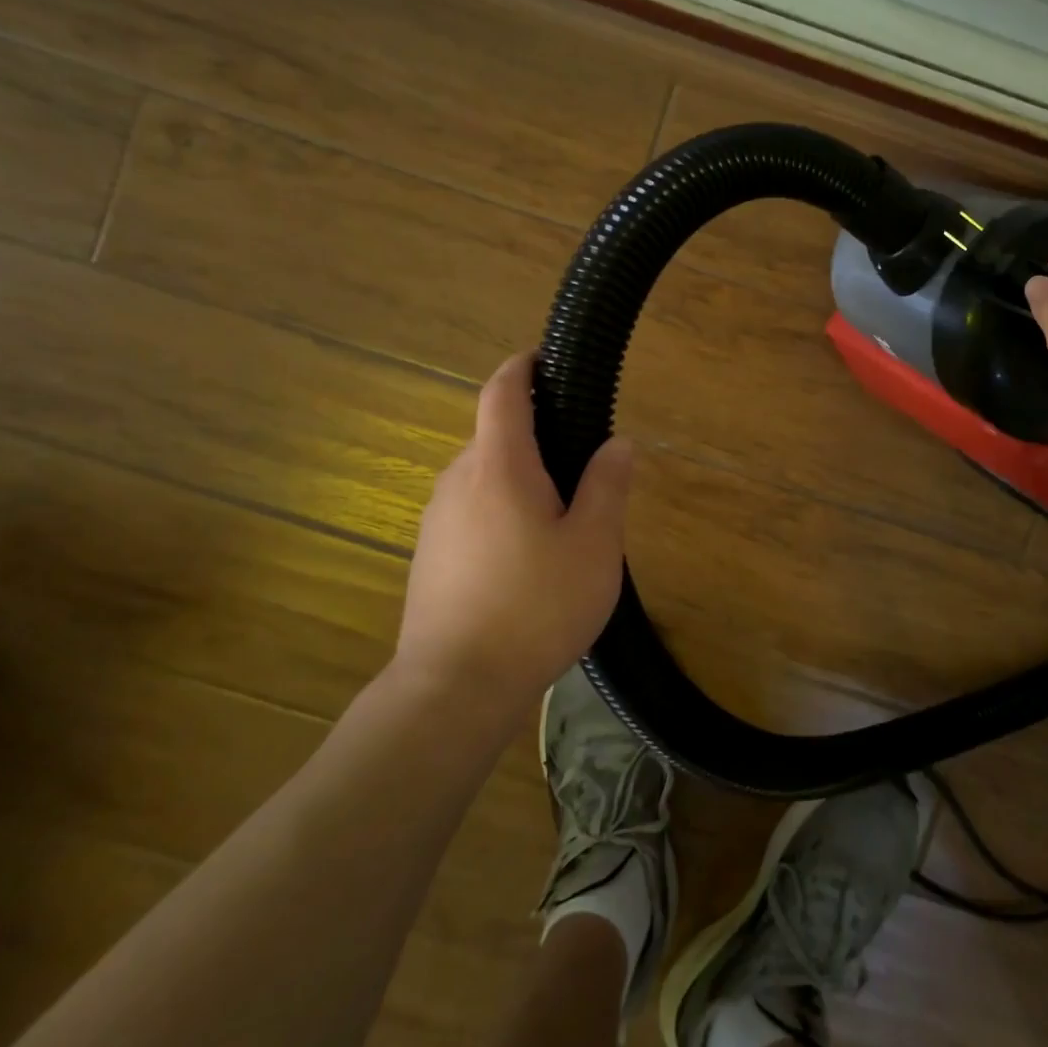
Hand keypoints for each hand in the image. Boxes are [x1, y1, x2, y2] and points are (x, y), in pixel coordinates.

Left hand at [395, 353, 634, 707]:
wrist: (454, 688)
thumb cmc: (535, 607)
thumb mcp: (593, 545)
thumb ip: (606, 486)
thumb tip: (618, 443)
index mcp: (499, 466)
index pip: (502, 392)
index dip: (523, 366)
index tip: (546, 358)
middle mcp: (458, 480)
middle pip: (496, 437)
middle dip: (537, 439)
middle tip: (584, 475)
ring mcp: (437, 519)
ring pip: (484, 478)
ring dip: (521, 481)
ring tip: (561, 527)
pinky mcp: (429, 554)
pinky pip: (471, 511)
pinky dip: (501, 512)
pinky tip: (526, 562)